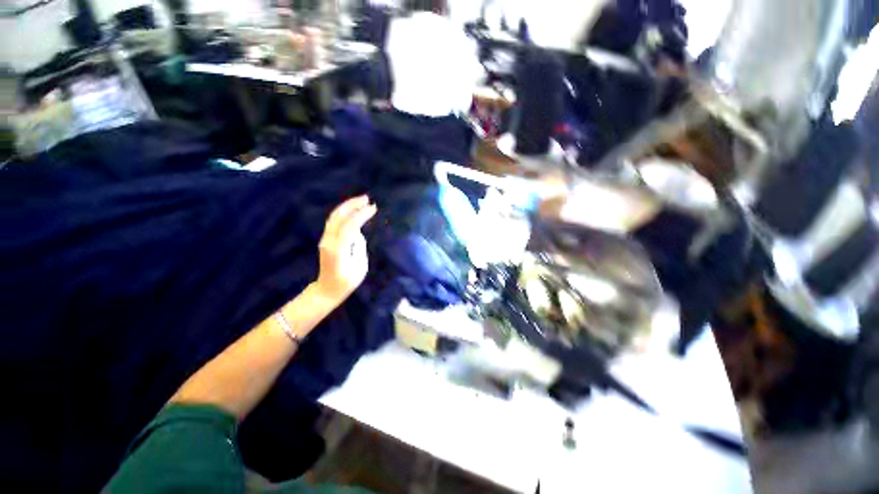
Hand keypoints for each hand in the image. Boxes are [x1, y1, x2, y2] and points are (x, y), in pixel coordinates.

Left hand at [314, 195, 377, 305]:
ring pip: (334, 217)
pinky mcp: (326, 239)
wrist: (327, 290)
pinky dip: (344, 213)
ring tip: (361, 201)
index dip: (361, 215)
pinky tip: (353, 211)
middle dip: (352, 205)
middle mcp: (328, 241)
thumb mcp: (360, 267)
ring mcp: (325, 239)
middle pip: (338, 216)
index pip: (350, 225)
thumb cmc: (346, 282)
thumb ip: (359, 246)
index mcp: (338, 249)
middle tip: (366, 198)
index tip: (373, 208)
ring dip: (347, 207)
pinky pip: (334, 222)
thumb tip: (357, 233)